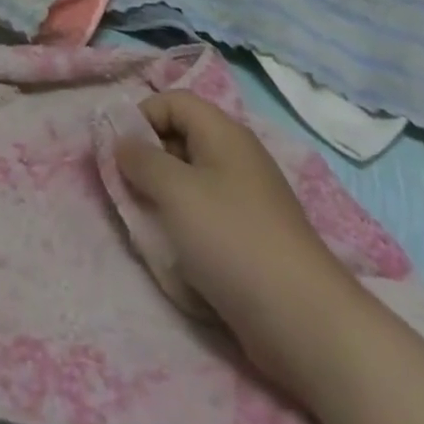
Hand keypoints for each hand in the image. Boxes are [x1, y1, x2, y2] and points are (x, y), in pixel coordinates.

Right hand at [115, 93, 353, 369]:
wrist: (304, 322)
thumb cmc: (232, 240)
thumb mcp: (175, 191)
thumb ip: (141, 159)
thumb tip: (122, 141)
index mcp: (223, 132)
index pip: (173, 101)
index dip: (142, 116)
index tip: (119, 151)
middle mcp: (237, 156)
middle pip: (181, 138)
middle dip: (149, 159)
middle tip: (127, 188)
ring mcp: (248, 198)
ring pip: (192, 180)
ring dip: (165, 197)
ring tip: (148, 223)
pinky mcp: (253, 237)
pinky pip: (208, 215)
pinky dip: (186, 226)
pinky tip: (177, 252)